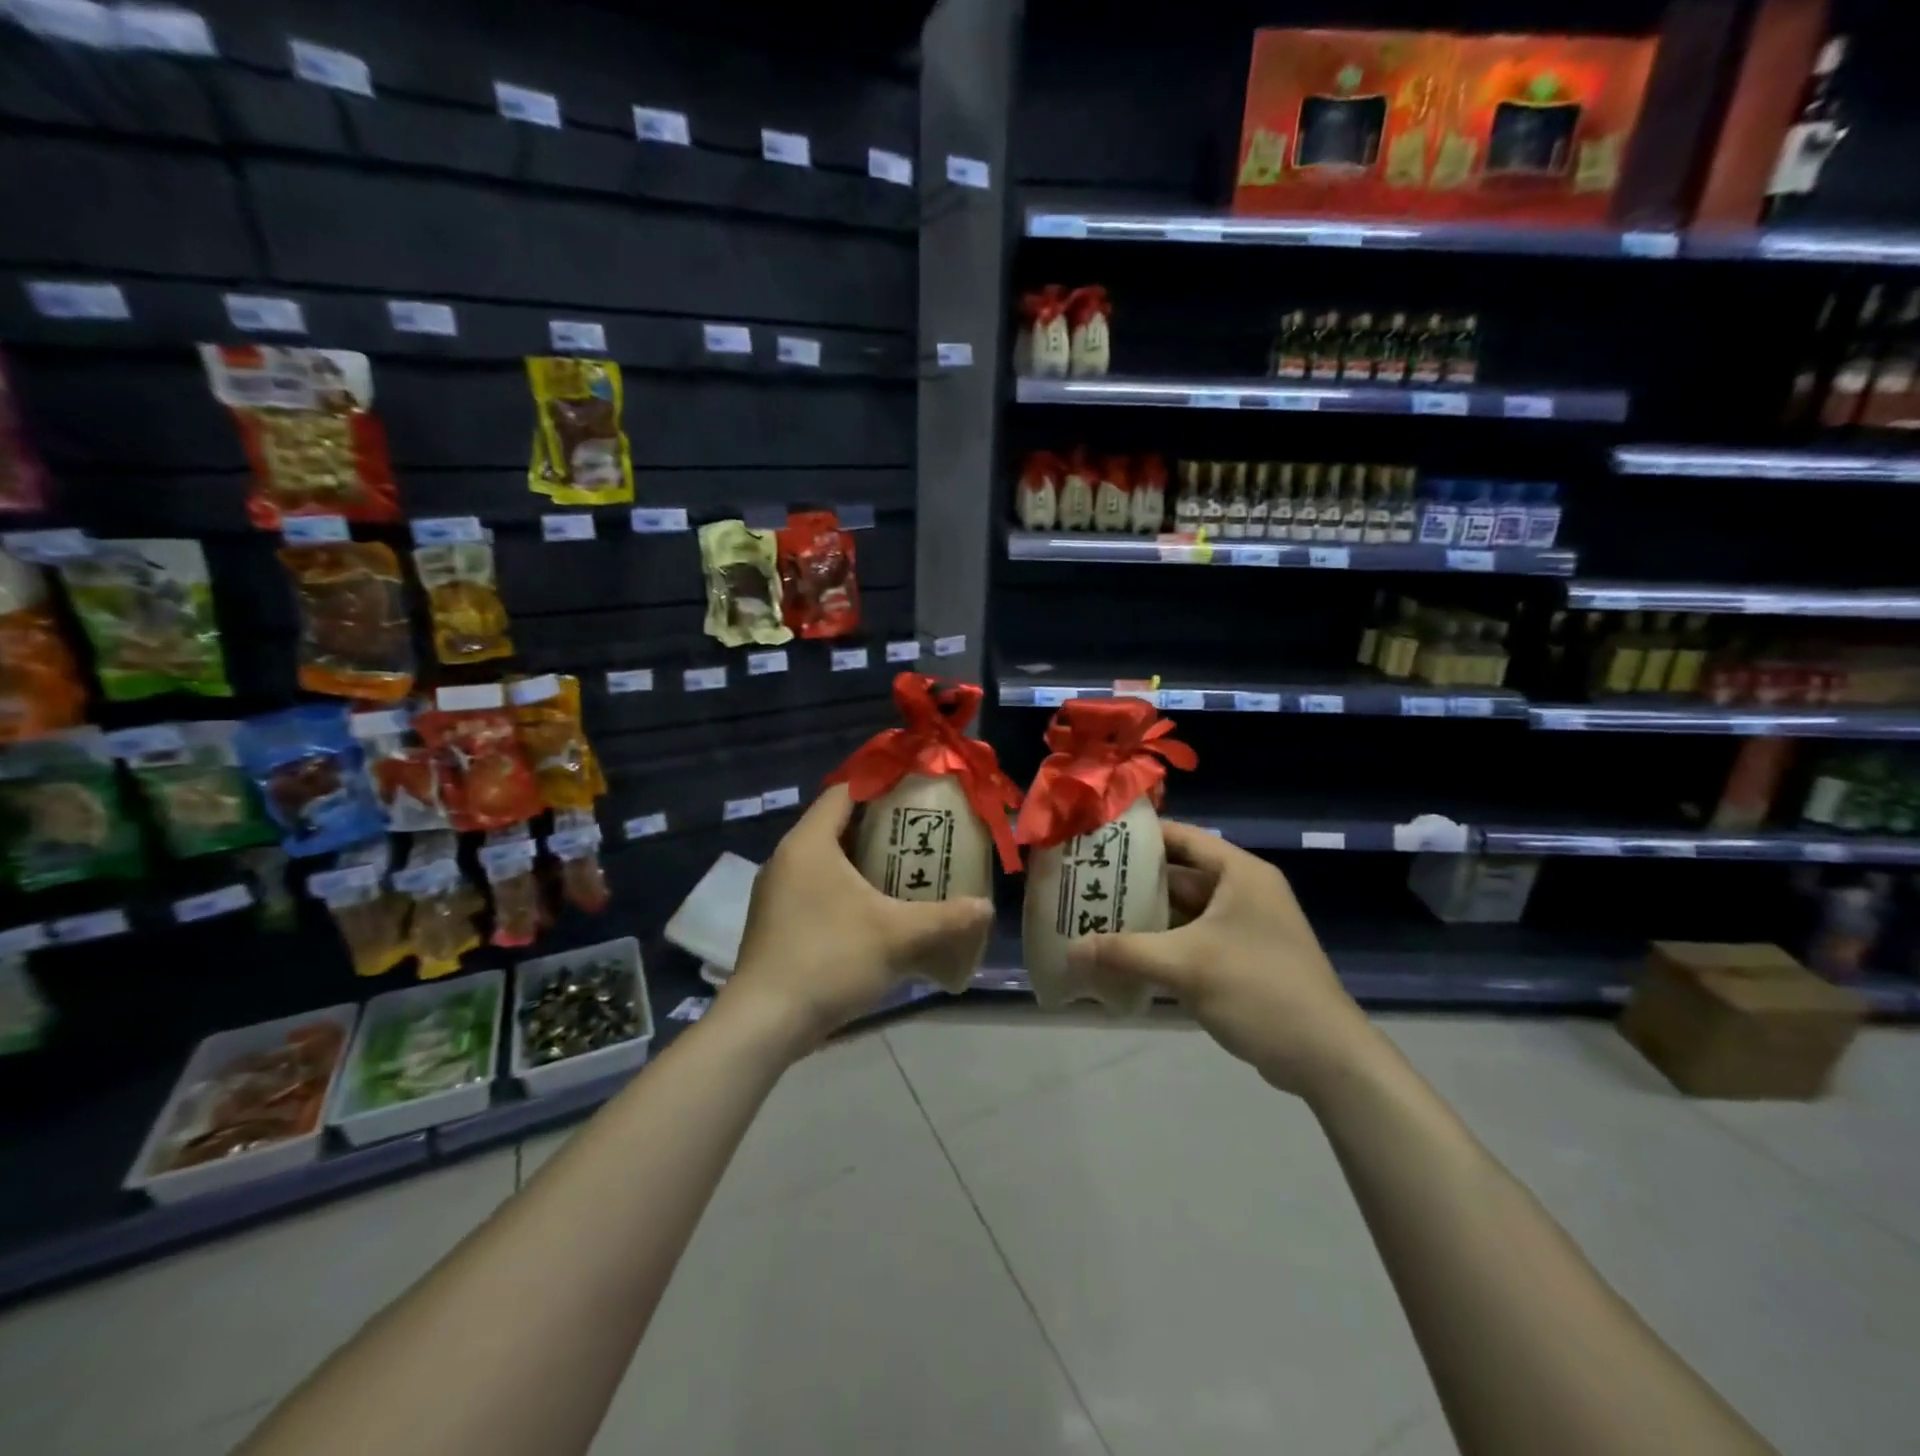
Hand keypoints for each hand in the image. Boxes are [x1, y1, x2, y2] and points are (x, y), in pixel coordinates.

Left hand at [724, 785, 992, 1049]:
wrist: (764, 1023)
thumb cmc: (830, 960)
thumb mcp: (897, 936)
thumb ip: (946, 918)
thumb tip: (986, 907)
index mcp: (809, 843)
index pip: (844, 791)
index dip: (881, 785)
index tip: (916, 793)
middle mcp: (786, 859)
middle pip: (837, 825)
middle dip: (880, 828)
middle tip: (921, 835)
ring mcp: (776, 893)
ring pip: (826, 861)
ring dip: (863, 863)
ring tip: (905, 872)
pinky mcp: (775, 923)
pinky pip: (816, 889)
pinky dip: (846, 890)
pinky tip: (874, 913)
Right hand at [1069, 822, 1374, 1096]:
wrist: (1326, 1058)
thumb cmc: (1259, 990)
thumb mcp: (1187, 966)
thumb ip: (1125, 952)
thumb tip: (1069, 951)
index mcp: (1240, 873)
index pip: (1182, 837)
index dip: (1139, 837)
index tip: (1096, 841)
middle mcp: (1243, 891)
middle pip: (1179, 875)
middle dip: (1134, 882)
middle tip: (1085, 884)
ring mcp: (1244, 927)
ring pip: (1184, 911)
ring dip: (1146, 916)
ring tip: (1095, 917)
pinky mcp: (1242, 958)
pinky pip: (1194, 939)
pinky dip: (1163, 943)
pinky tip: (1126, 955)